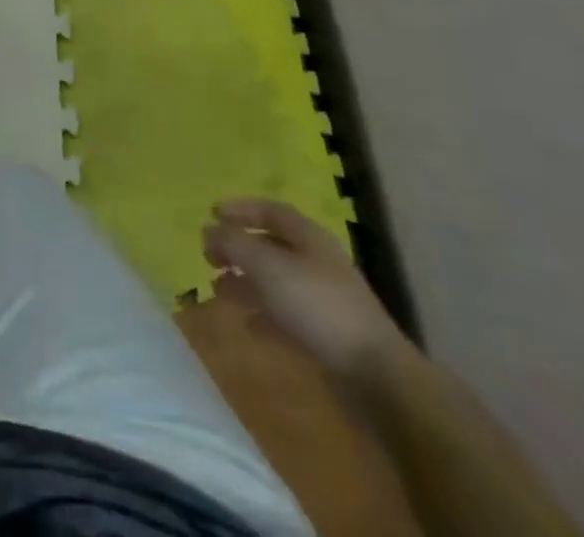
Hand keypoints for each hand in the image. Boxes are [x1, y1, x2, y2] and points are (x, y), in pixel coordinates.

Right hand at [203, 198, 405, 378]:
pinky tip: (246, 325)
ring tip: (218, 290)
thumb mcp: (266, 265)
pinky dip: (263, 316)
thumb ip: (233, 243)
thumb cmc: (317, 305)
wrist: (374, 375)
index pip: (271, 211)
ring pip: (276, 282)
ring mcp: (323, 300)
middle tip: (209, 257)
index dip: (241, 208)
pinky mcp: (326, 336)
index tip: (212, 214)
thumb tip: (208, 230)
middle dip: (239, 249)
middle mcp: (316, 262)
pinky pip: (286, 316)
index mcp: (308, 237)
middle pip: (271, 246)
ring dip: (246, 282)